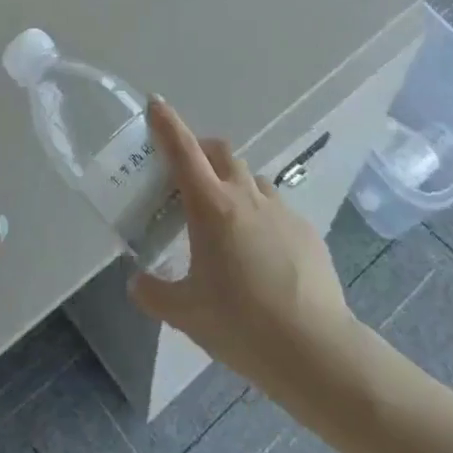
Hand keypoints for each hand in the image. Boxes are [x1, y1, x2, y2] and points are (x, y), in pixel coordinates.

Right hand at [128, 99, 355, 401]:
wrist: (315, 349)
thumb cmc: (242, 325)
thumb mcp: (186, 315)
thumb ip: (154, 294)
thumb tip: (136, 283)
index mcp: (211, 207)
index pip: (184, 151)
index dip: (167, 124)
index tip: (155, 103)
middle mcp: (246, 196)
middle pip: (221, 152)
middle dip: (201, 150)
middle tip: (187, 175)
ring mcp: (281, 210)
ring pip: (250, 178)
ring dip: (232, 183)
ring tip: (224, 219)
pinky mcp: (306, 230)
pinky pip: (275, 209)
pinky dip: (259, 215)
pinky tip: (260, 254)